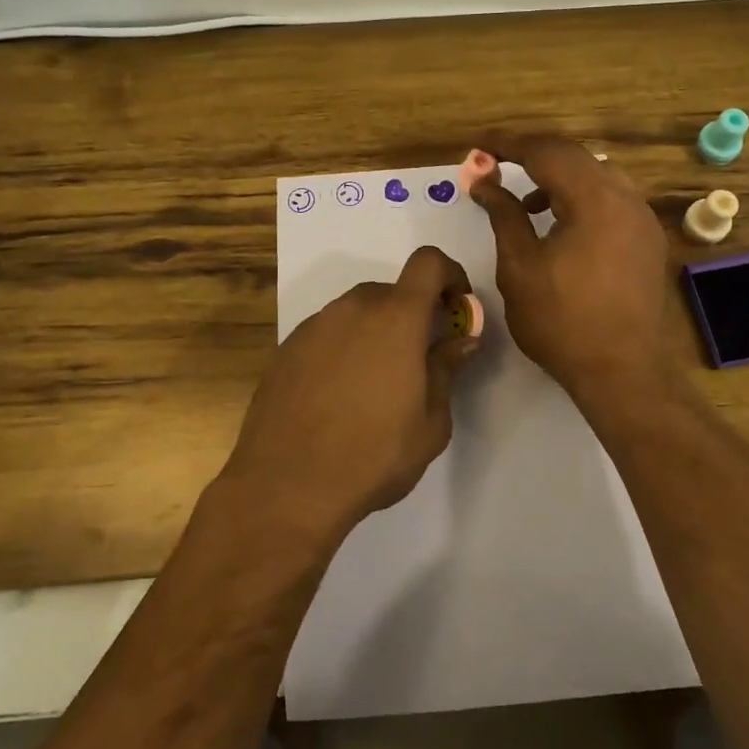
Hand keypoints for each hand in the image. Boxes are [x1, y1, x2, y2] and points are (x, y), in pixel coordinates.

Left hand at [221, 246, 480, 541]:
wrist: (286, 485)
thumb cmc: (373, 455)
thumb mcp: (430, 422)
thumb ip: (447, 369)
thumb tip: (463, 339)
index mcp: (395, 318)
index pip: (428, 263)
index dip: (450, 275)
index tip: (457, 307)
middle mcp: (352, 309)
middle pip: (392, 291)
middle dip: (413, 314)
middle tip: (420, 359)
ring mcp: (314, 326)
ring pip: (357, 313)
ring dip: (376, 332)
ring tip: (376, 385)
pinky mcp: (287, 349)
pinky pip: (328, 334)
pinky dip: (344, 349)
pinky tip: (339, 396)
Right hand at [470, 138, 674, 400]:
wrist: (622, 371)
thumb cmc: (562, 321)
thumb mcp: (520, 266)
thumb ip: (504, 214)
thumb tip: (484, 181)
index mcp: (594, 199)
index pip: (546, 152)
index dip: (508, 144)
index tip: (479, 144)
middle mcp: (626, 198)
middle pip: (575, 157)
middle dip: (534, 156)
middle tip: (498, 165)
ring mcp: (643, 219)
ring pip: (597, 176)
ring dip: (560, 179)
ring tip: (529, 205)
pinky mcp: (648, 240)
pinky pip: (613, 200)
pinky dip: (583, 199)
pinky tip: (562, 228)